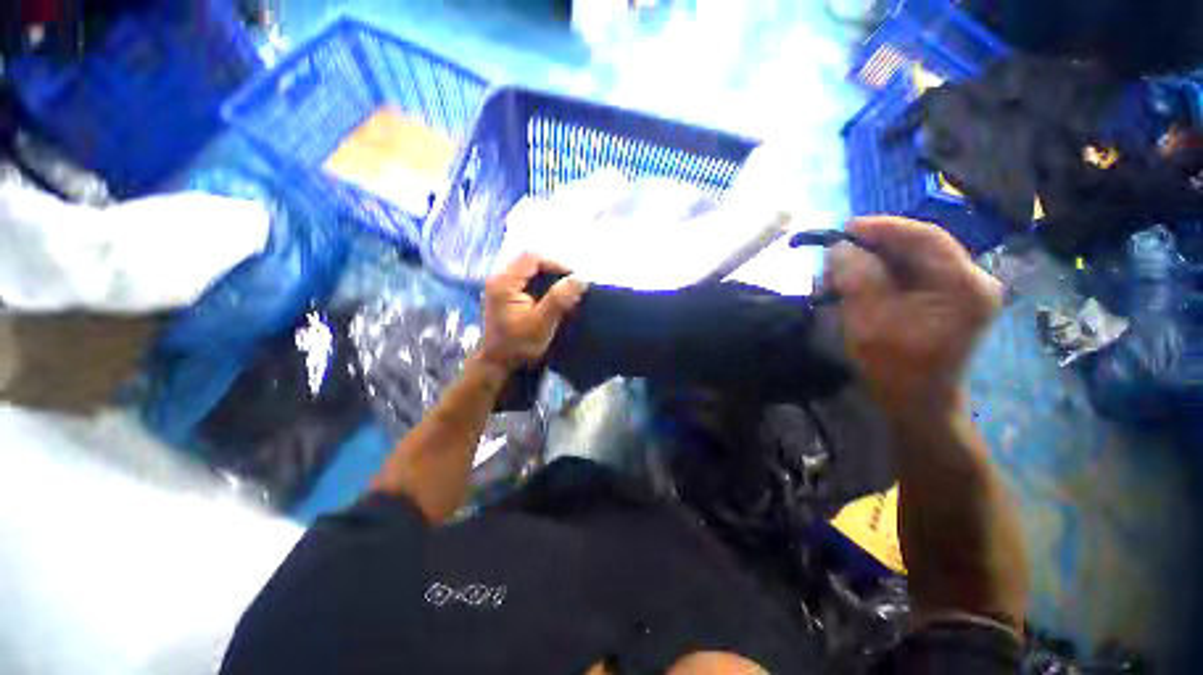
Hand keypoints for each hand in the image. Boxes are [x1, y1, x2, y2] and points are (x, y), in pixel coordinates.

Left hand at [478, 253, 586, 371]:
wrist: (499, 364)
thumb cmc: (519, 345)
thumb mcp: (542, 323)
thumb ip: (560, 299)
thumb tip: (580, 279)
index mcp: (504, 282)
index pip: (532, 258)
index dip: (556, 263)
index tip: (573, 278)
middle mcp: (500, 279)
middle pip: (530, 261)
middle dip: (553, 270)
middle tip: (571, 284)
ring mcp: (501, 287)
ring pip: (529, 270)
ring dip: (549, 277)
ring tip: (564, 290)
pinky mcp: (506, 295)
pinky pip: (527, 280)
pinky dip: (542, 284)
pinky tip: (552, 296)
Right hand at [826, 216, 1001, 415]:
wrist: (916, 403)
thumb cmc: (895, 366)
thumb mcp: (869, 320)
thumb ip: (857, 278)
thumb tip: (840, 247)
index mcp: (963, 285)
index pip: (925, 237)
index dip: (882, 227)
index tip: (844, 229)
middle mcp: (970, 281)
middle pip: (918, 247)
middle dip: (873, 248)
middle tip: (836, 256)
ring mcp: (960, 291)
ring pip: (911, 261)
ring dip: (872, 263)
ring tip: (839, 275)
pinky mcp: (946, 301)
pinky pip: (910, 276)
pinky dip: (880, 276)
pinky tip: (856, 285)